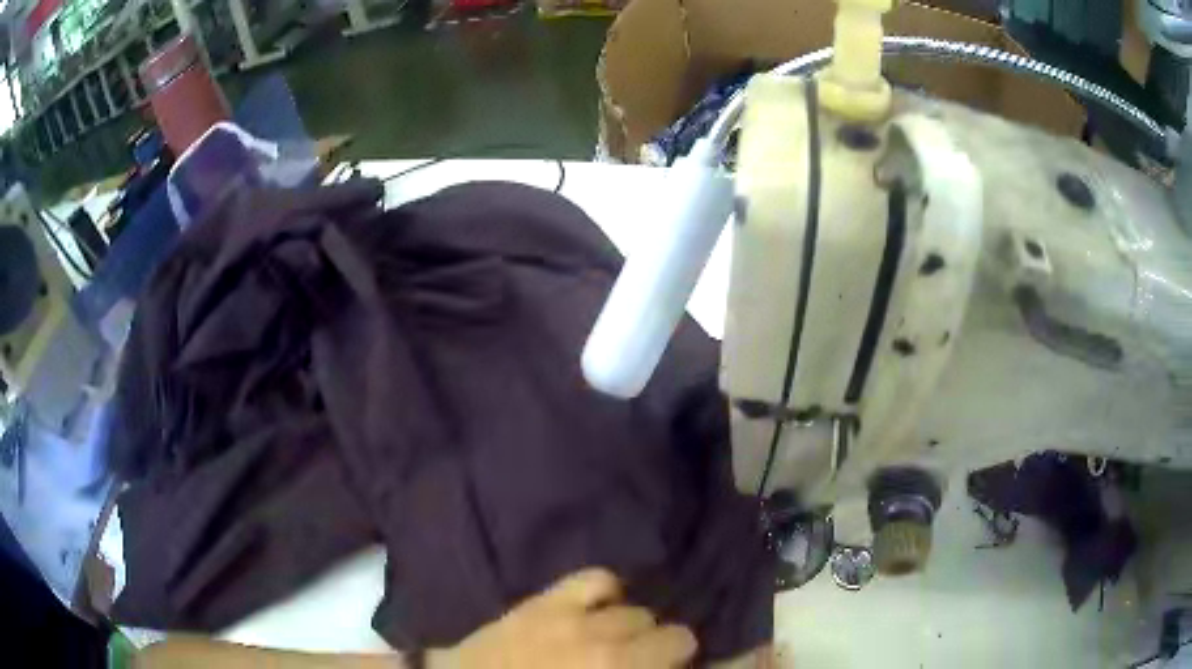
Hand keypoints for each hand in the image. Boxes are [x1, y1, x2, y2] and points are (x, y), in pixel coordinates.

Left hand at [428, 568, 696, 668]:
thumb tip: (662, 666)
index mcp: (618, 668)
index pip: (680, 647)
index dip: (680, 660)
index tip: (671, 668)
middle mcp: (604, 642)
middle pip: (661, 631)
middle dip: (657, 648)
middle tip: (640, 662)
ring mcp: (574, 619)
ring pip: (635, 610)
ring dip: (634, 626)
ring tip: (619, 638)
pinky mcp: (545, 602)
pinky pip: (595, 580)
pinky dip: (608, 591)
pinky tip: (603, 604)